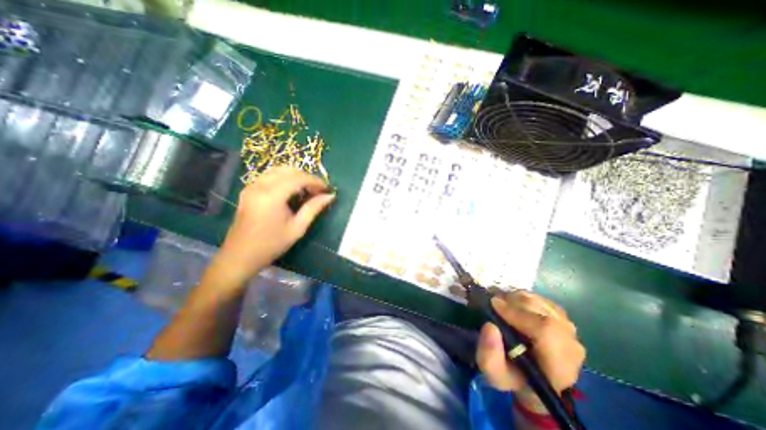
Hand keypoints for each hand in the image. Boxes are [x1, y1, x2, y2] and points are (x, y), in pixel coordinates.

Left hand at [214, 167, 335, 285]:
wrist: (240, 255)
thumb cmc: (271, 244)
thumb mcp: (297, 228)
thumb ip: (314, 208)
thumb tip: (330, 196)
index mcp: (272, 196)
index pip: (298, 178)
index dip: (315, 181)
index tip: (327, 189)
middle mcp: (260, 185)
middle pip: (288, 171)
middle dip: (306, 177)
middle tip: (318, 190)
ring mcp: (252, 186)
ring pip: (278, 170)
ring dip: (295, 176)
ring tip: (306, 189)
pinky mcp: (248, 190)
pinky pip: (269, 175)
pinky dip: (284, 178)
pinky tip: (291, 190)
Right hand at [477, 292, 584, 409]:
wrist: (532, 376)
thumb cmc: (513, 376)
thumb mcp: (495, 375)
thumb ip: (489, 356)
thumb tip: (490, 326)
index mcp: (559, 366)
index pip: (546, 330)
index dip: (517, 313)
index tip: (494, 305)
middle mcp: (571, 345)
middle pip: (542, 310)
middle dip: (513, 301)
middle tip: (493, 303)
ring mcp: (569, 329)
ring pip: (539, 301)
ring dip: (516, 298)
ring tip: (501, 305)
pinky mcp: (562, 317)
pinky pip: (540, 299)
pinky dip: (522, 297)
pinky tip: (513, 306)